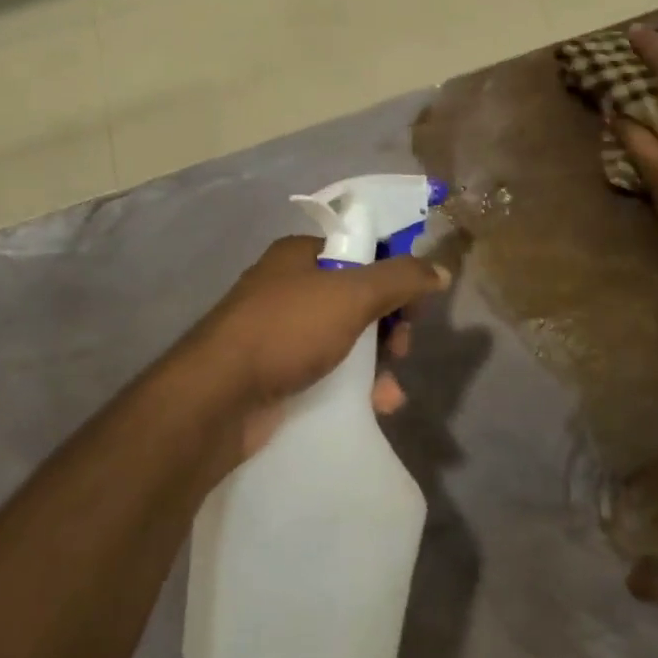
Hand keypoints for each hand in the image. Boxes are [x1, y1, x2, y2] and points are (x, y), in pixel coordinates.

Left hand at [187, 235, 448, 458]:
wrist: (216, 399)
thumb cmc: (286, 330)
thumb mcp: (352, 295)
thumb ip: (400, 279)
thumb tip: (440, 269)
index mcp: (299, 255)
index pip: (361, 251)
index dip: (394, 274)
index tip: (414, 305)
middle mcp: (289, 287)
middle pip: (357, 297)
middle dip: (389, 325)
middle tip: (402, 347)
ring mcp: (280, 332)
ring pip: (346, 338)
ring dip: (377, 362)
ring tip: (390, 391)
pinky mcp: (277, 372)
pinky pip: (328, 371)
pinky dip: (355, 386)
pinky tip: (376, 406)